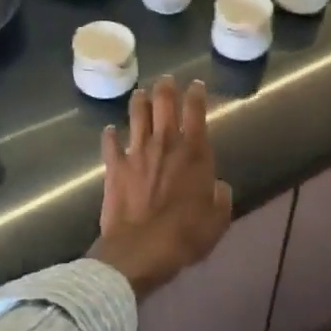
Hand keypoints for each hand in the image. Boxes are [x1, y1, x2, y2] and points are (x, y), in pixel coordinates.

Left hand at [88, 76, 232, 299]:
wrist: (141, 249)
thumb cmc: (186, 235)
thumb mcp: (218, 219)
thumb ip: (220, 198)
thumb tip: (217, 186)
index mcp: (194, 153)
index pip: (196, 112)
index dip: (196, 95)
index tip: (196, 84)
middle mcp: (165, 144)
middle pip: (164, 105)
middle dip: (166, 89)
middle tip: (167, 80)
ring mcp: (137, 153)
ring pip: (137, 117)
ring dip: (139, 102)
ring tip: (140, 93)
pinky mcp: (114, 168)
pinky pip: (110, 145)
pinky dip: (110, 135)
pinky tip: (109, 129)